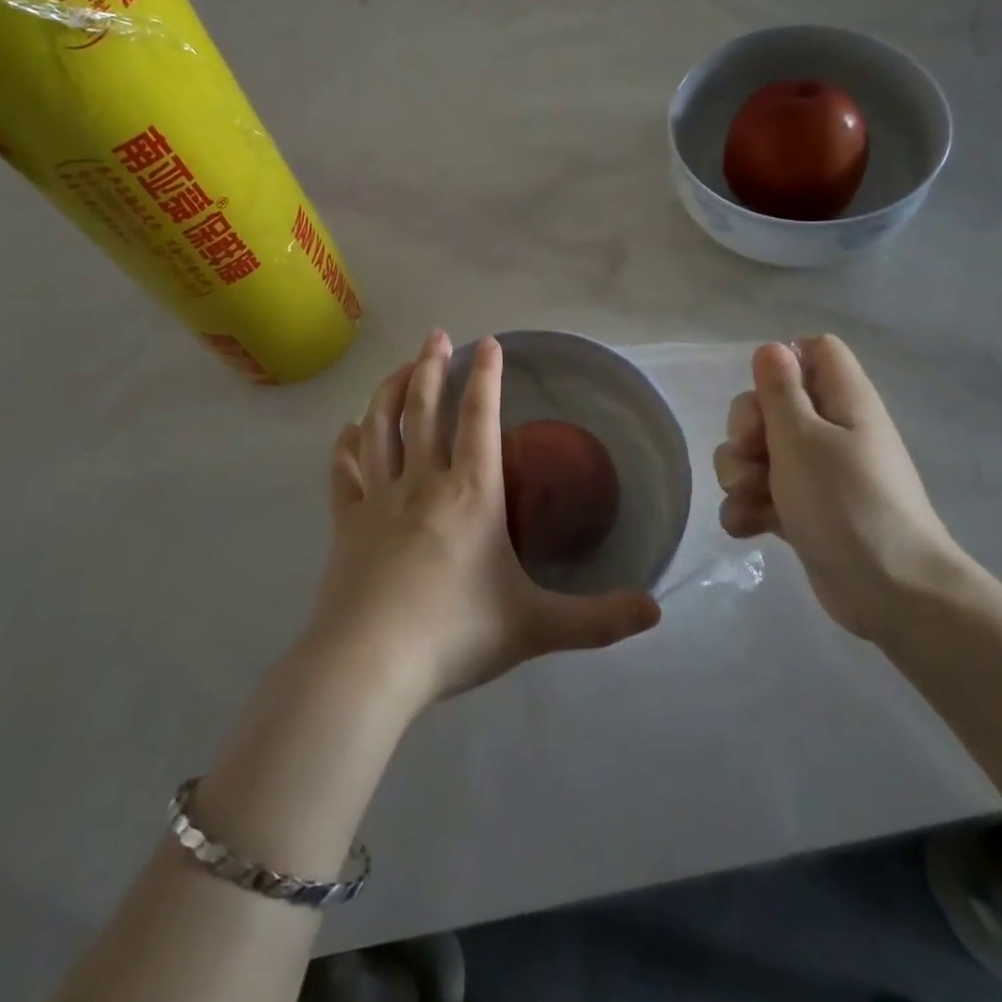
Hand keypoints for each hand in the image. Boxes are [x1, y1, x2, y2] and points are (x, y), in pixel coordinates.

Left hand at [304, 330, 661, 710]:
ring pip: (380, 430)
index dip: (486, 377)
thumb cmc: (454, 634)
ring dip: (388, 392)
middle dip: (431, 368)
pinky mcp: (345, 525)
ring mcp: (378, 501)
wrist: (368, 665)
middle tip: (437, 336)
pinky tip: (346, 431)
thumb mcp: (536, 627)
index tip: (489, 342)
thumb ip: (597, 619)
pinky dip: (345, 447)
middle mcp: (423, 483)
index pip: (479, 419)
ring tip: (396, 368)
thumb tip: (657, 610)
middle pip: (424, 411)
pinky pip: (345, 474)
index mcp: (471, 495)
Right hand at [714, 335, 966, 640]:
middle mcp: (832, 430)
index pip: (814, 351)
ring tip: (749, 498)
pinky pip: (764, 494)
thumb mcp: (802, 437)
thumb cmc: (845, 501)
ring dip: (739, 473)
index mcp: (843, 400)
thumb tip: (772, 347)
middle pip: (772, 404)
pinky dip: (749, 508)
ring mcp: (818, 474)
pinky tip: (747, 527)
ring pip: (760, 452)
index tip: (765, 394)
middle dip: (746, 429)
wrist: (889, 592)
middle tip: (751, 452)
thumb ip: (780, 389)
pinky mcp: (805, 512)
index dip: (783, 364)